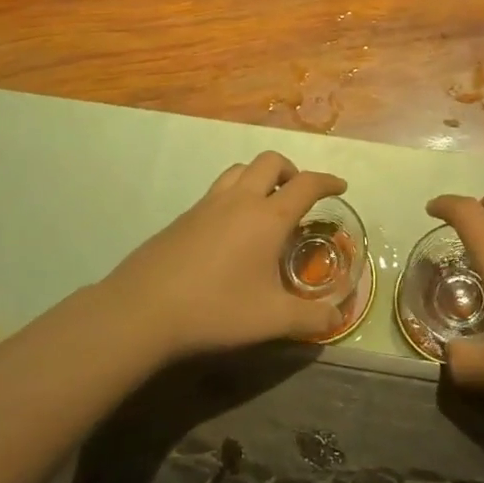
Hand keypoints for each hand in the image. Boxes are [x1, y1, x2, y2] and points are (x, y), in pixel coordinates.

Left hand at [100, 152, 349, 360]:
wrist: (142, 310)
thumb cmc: (216, 309)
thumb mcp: (272, 320)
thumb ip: (310, 319)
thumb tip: (336, 319)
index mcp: (267, 218)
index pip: (306, 185)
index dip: (327, 182)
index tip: (340, 187)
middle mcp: (239, 200)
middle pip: (270, 162)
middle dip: (291, 170)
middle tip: (299, 194)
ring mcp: (206, 205)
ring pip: (239, 169)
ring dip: (259, 176)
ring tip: (266, 204)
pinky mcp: (182, 217)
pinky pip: (216, 190)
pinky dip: (234, 195)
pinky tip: (230, 230)